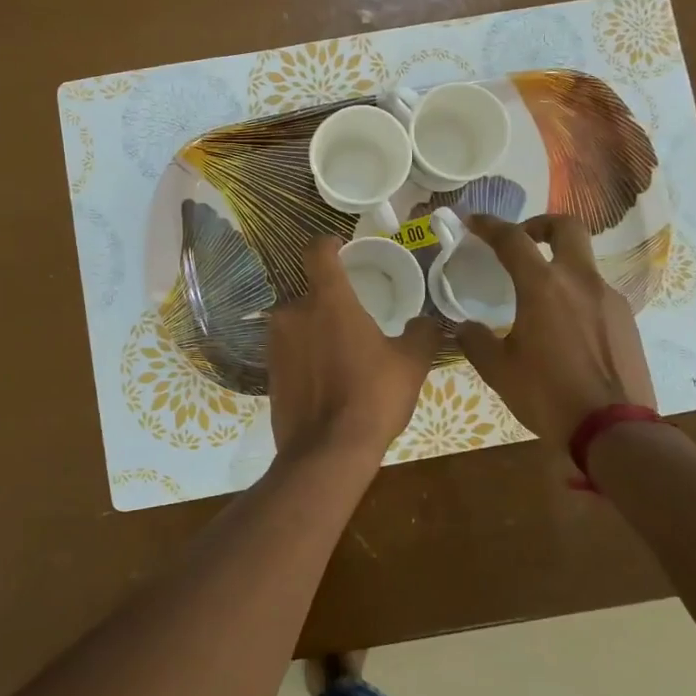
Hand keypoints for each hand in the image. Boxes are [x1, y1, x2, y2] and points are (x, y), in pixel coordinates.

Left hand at [267, 238, 441, 460]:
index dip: (328, 244)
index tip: (339, 247)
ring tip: (342, 355)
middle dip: (330, 302)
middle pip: (311, 293)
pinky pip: (289, 350)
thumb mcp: (411, 364)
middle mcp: (293, 313)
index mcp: (328, 300)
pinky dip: (305, 355)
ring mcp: (275, 343)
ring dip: (316, 330)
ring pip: (298, 323)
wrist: (326, 452)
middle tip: (355, 322)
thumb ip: (422, 333)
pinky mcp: (268, 371)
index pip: (317, 252)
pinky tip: (326, 378)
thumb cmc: (372, 397)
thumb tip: (428, 321)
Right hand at [454, 214, 657, 448]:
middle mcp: (580, 281)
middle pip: (566, 228)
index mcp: (543, 287)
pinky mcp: (627, 321)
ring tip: (541, 299)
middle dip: (541, 225)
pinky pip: (597, 294)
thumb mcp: (499, 371)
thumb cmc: (548, 395)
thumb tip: (465, 327)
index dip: (490, 225)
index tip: (473, 221)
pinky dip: (577, 296)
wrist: (614, 430)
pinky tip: (566, 330)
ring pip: (584, 263)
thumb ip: (476, 341)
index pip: (513, 240)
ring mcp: (609, 299)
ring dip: (560, 266)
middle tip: (524, 240)